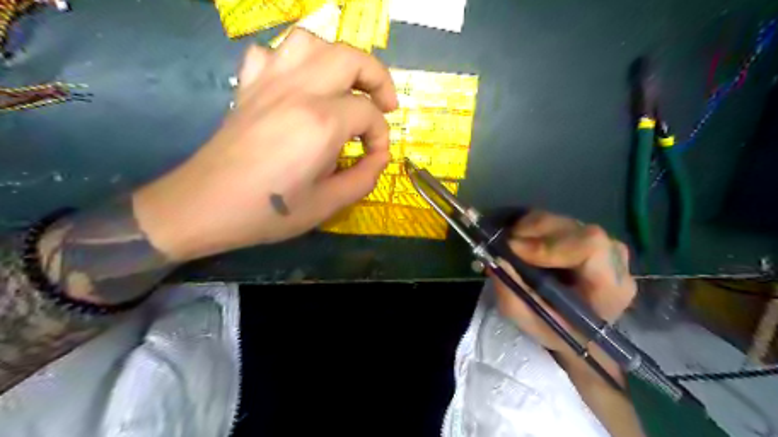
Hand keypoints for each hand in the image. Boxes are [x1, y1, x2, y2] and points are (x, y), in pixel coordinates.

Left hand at [131, 30, 395, 261]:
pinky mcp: (248, 87)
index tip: (375, 158)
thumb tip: (380, 158)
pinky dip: (293, 62)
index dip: (381, 136)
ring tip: (345, 87)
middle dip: (377, 78)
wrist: (205, 207)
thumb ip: (364, 178)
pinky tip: (298, 86)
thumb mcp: (327, 205)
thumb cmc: (269, 212)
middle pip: (350, 57)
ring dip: (337, 60)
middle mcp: (298, 91)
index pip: (369, 114)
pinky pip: (271, 53)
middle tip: (385, 105)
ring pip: (310, 43)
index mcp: (321, 123)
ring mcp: (268, 83)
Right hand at [491, 210, 638, 357]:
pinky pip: (558, 221)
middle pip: (574, 229)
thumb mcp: (528, 321)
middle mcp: (613, 259)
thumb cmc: (556, 330)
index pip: (591, 247)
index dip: (551, 244)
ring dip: (530, 229)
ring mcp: (602, 243)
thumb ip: (512, 293)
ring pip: (562, 221)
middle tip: (505, 245)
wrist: (575, 329)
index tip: (516, 250)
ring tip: (510, 245)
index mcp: (610, 287)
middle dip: (534, 233)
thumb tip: (497, 259)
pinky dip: (533, 227)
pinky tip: (522, 242)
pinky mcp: (586, 235)